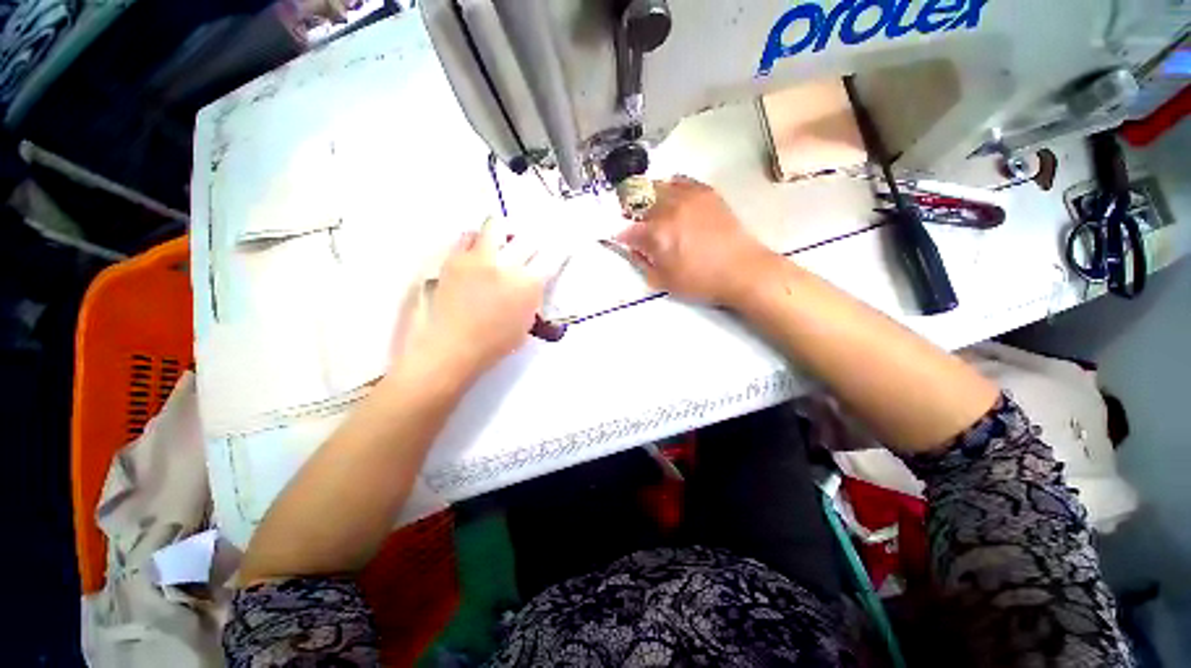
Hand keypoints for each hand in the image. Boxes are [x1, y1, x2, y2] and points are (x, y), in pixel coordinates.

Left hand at [400, 218, 561, 382]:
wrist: (449, 348)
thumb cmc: (493, 345)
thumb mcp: (525, 324)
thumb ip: (533, 299)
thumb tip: (534, 283)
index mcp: (527, 286)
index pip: (551, 258)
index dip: (559, 250)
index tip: (561, 247)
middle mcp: (505, 265)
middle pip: (528, 238)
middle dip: (534, 242)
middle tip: (531, 249)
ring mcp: (477, 259)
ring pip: (496, 225)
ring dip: (504, 233)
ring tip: (503, 244)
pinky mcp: (454, 258)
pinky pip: (468, 236)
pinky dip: (477, 240)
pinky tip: (478, 253)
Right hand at [617, 177, 777, 306]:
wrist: (742, 270)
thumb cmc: (701, 281)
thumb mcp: (664, 280)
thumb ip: (642, 262)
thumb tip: (632, 248)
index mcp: (657, 233)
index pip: (627, 230)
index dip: (619, 236)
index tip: (618, 239)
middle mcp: (669, 209)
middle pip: (638, 202)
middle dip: (630, 213)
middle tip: (633, 224)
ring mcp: (688, 197)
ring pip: (657, 186)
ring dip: (647, 198)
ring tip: (650, 210)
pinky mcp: (705, 192)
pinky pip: (680, 181)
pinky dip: (669, 188)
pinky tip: (671, 199)